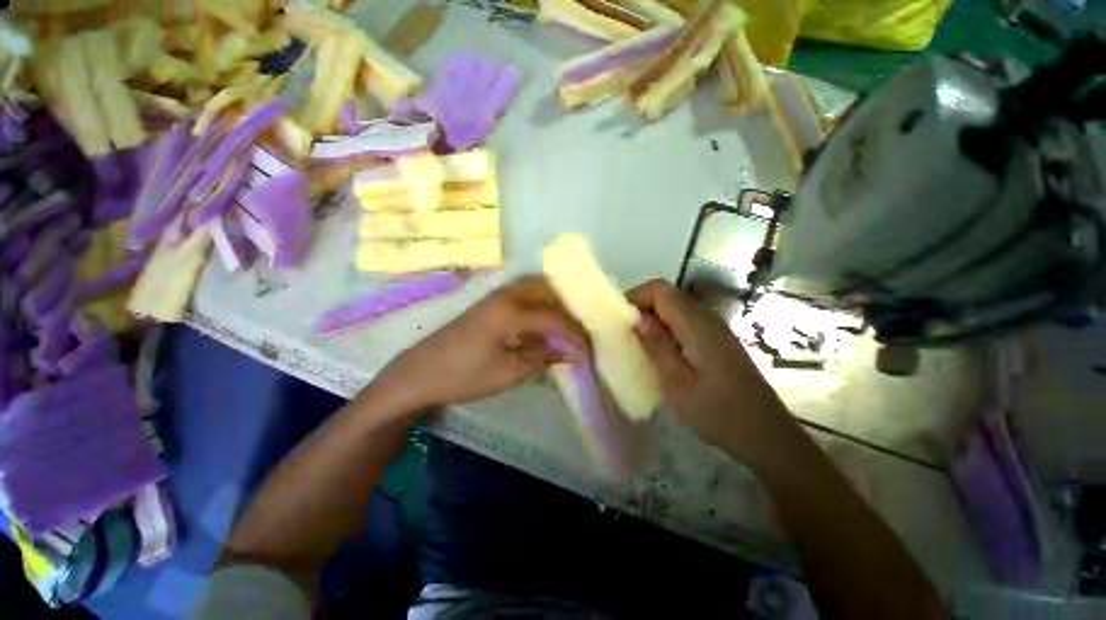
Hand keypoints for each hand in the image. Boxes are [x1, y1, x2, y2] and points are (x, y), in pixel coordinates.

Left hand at [372, 276, 587, 410]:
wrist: (420, 373)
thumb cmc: (465, 375)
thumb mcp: (509, 372)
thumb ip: (544, 356)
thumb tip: (574, 353)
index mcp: (511, 311)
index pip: (555, 318)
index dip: (575, 335)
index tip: (588, 352)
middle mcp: (507, 294)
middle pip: (549, 289)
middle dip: (569, 308)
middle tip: (581, 329)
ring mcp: (497, 295)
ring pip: (536, 287)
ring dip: (555, 302)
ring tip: (568, 324)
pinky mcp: (491, 303)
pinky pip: (525, 295)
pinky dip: (541, 304)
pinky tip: (545, 322)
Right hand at [627, 280, 799, 468]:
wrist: (765, 433)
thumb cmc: (718, 412)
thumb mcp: (677, 383)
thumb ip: (656, 346)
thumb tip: (637, 318)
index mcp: (696, 324)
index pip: (660, 290)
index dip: (636, 296)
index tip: (619, 319)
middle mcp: (707, 317)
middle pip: (668, 294)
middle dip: (641, 306)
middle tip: (624, 332)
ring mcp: (715, 327)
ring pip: (675, 306)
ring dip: (653, 317)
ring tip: (637, 341)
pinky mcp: (717, 338)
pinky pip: (684, 320)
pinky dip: (666, 326)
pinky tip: (660, 350)